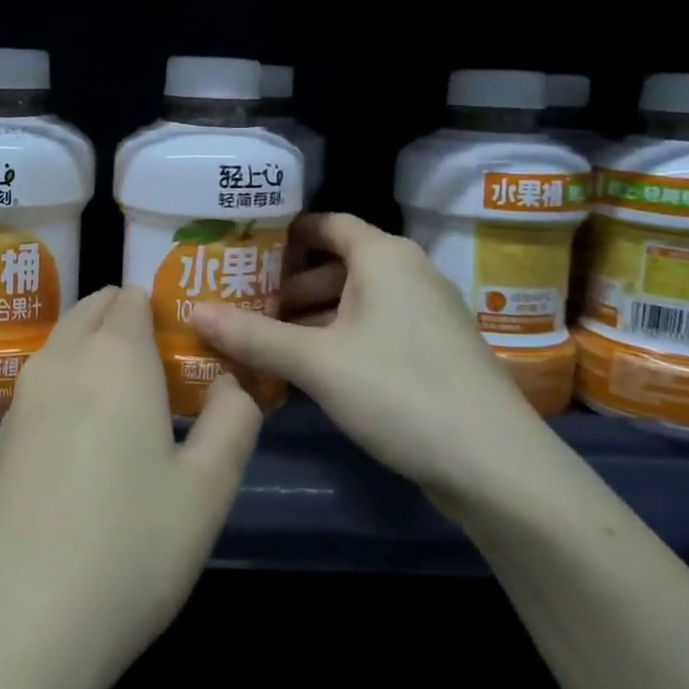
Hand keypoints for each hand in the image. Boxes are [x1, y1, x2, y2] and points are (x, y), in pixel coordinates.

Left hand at [0, 283, 260, 688]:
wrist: (17, 623)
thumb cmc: (129, 548)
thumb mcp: (208, 489)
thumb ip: (233, 419)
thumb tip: (231, 383)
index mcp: (115, 355)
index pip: (135, 297)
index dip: (166, 309)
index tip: (193, 345)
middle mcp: (63, 358)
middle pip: (95, 309)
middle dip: (130, 321)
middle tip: (169, 370)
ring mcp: (23, 395)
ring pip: (66, 342)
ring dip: (98, 350)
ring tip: (137, 403)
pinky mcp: (2, 434)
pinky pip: (45, 380)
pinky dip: (72, 381)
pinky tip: (92, 438)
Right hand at [190, 213, 553, 505]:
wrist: (495, 465)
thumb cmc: (399, 391)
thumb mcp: (316, 362)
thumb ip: (253, 335)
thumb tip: (193, 311)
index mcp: (384, 256)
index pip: (326, 223)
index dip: (283, 234)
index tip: (241, 251)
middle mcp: (408, 273)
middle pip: (337, 263)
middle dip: (288, 284)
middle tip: (240, 303)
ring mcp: (426, 314)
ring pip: (355, 300)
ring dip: (311, 316)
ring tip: (264, 340)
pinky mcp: (433, 351)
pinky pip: (373, 328)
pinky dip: (338, 338)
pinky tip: (308, 369)